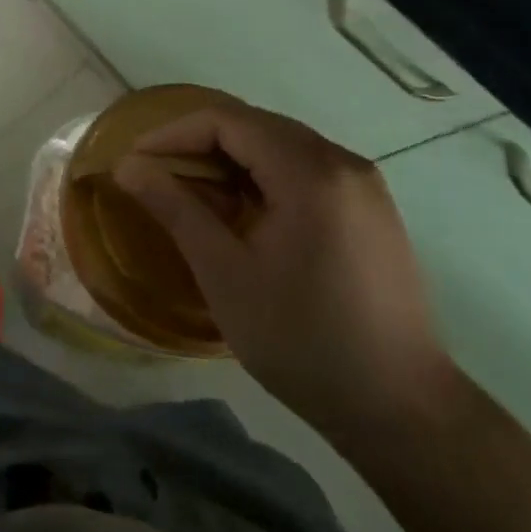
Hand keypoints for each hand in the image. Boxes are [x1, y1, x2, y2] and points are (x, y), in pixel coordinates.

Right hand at [113, 103, 455, 442]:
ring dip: (232, 161)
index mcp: (310, 171)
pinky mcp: (372, 210)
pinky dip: (265, 178)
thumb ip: (175, 209)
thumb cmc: (303, 340)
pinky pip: (307, 171)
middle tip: (158, 177)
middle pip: (257, 127)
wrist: (403, 410)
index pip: (228, 121)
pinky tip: (245, 214)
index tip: (135, 161)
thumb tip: (128, 166)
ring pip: (282, 147)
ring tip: (194, 196)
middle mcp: (342, 162)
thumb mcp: (225, 273)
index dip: (174, 132)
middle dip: (200, 144)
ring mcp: (364, 185)